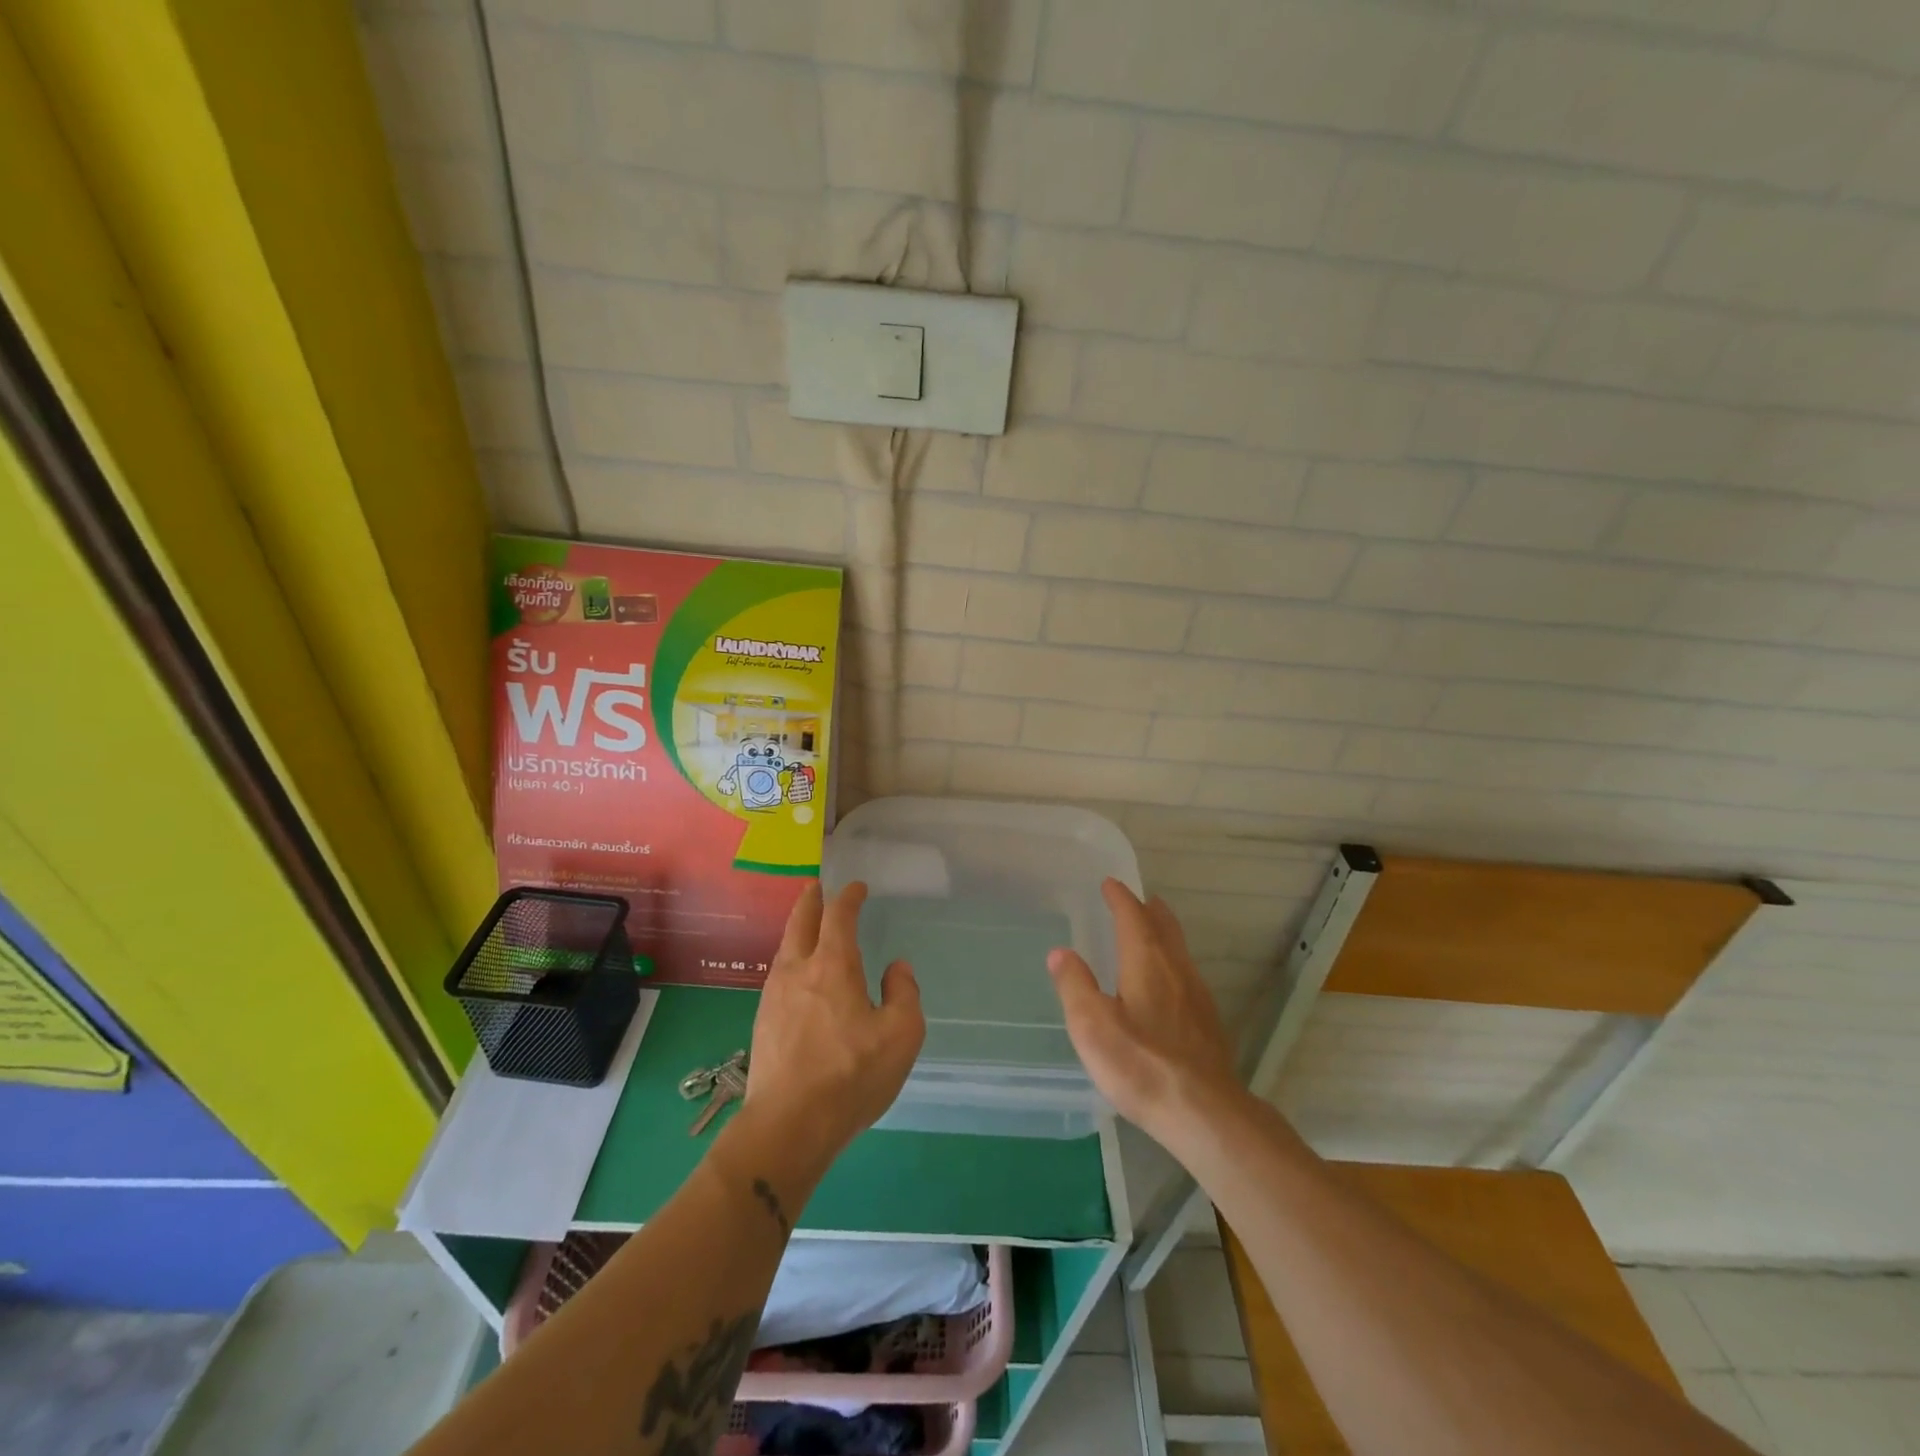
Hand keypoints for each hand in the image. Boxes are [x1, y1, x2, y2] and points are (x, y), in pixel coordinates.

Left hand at [742, 882, 924, 1171]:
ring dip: (797, 929)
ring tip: (806, 926)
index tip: (857, 888)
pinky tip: (797, 976)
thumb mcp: (901, 1035)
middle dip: (811, 900)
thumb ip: (904, 994)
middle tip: (817, 887)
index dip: (848, 897)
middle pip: (801, 922)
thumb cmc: (851, 1075)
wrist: (788, 1125)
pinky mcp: (763, 1022)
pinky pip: (778, 975)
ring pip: (785, 948)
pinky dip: (790, 959)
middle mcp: (799, 971)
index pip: (839, 916)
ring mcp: (774, 996)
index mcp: (833, 966)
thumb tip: (897, 968)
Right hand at [1048, 879, 1241, 1143]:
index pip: (1133, 917)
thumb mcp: (1092, 1025)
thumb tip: (1060, 952)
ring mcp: (1197, 997)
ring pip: (1179, 951)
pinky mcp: (1208, 1023)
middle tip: (1139, 898)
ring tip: (1152, 931)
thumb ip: (1075, 985)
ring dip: (1164, 933)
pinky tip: (1169, 984)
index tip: (1110, 884)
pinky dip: (1172, 962)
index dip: (1120, 899)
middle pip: (1164, 928)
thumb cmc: (1140, 1064)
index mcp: (1146, 962)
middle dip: (1149, 910)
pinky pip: (1187, 974)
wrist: (1204, 1112)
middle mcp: (1176, 970)